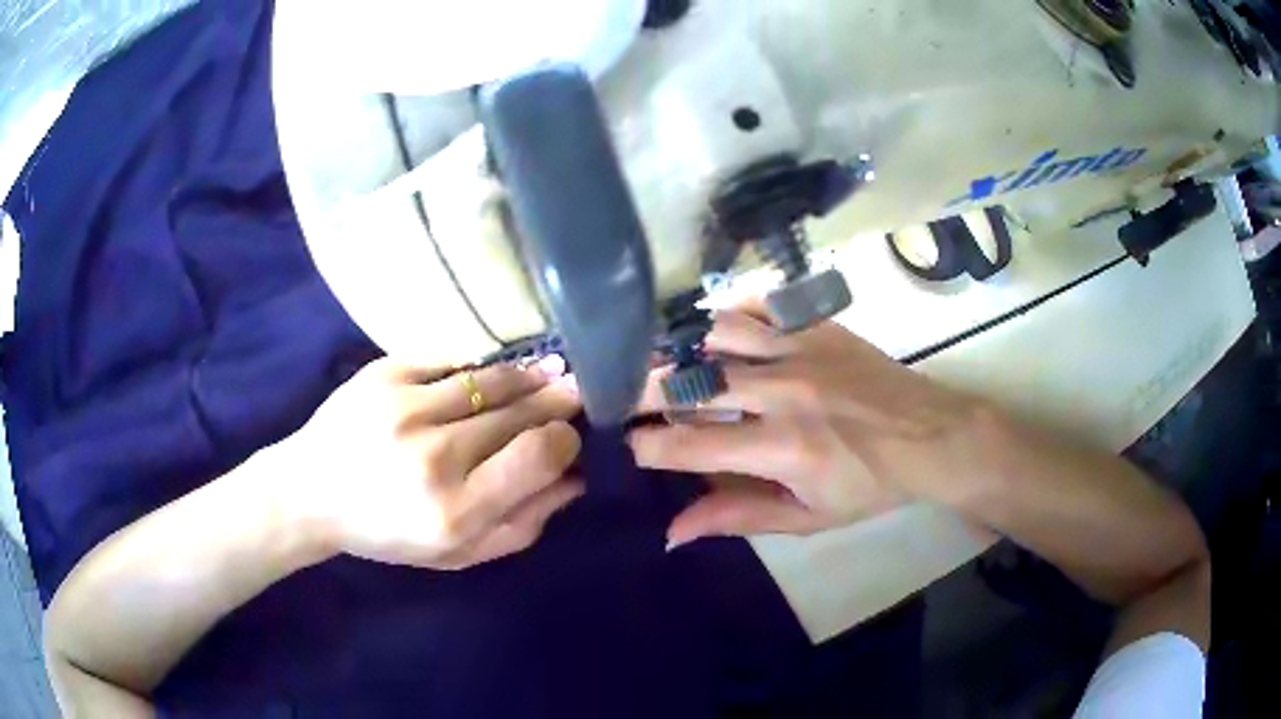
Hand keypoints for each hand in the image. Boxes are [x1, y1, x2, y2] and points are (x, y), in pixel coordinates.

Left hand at [280, 357, 583, 569]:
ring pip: (490, 380)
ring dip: (528, 375)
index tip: (570, 435)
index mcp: (455, 511)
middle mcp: (433, 456)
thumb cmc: (387, 533)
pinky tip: (496, 371)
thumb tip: (574, 478)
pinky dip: (481, 367)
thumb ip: (521, 524)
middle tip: (574, 393)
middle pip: (518, 413)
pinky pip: (451, 361)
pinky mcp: (383, 375)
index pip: (536, 456)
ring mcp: (405, 407)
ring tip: (551, 370)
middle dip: (555, 401)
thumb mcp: (459, 554)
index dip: (565, 439)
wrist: (311, 493)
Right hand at [630, 308, 985, 547]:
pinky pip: (757, 307)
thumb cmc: (869, 485)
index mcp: (781, 448)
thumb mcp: (806, 517)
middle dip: (643, 390)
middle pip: (692, 382)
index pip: (691, 445)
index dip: (647, 446)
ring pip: (718, 334)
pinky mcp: (817, 325)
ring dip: (682, 348)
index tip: (628, 445)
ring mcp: (801, 350)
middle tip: (619, 396)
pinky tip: (714, 332)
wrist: (931, 436)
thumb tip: (671, 533)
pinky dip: (727, 317)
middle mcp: (782, 393)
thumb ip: (737, 518)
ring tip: (662, 362)